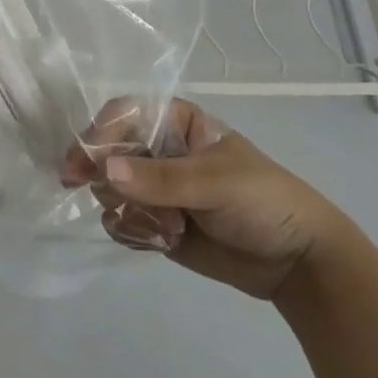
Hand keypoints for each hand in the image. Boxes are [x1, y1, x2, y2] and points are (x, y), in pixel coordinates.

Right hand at [63, 98, 342, 300]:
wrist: (296, 262)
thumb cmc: (262, 201)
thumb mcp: (215, 183)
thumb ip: (160, 179)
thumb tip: (104, 170)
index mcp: (177, 123)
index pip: (124, 115)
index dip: (100, 134)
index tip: (81, 164)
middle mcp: (159, 150)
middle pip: (107, 152)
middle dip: (107, 179)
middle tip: (113, 201)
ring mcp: (154, 188)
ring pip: (109, 190)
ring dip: (127, 210)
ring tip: (166, 229)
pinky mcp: (154, 222)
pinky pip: (120, 221)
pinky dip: (132, 232)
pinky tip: (162, 242)